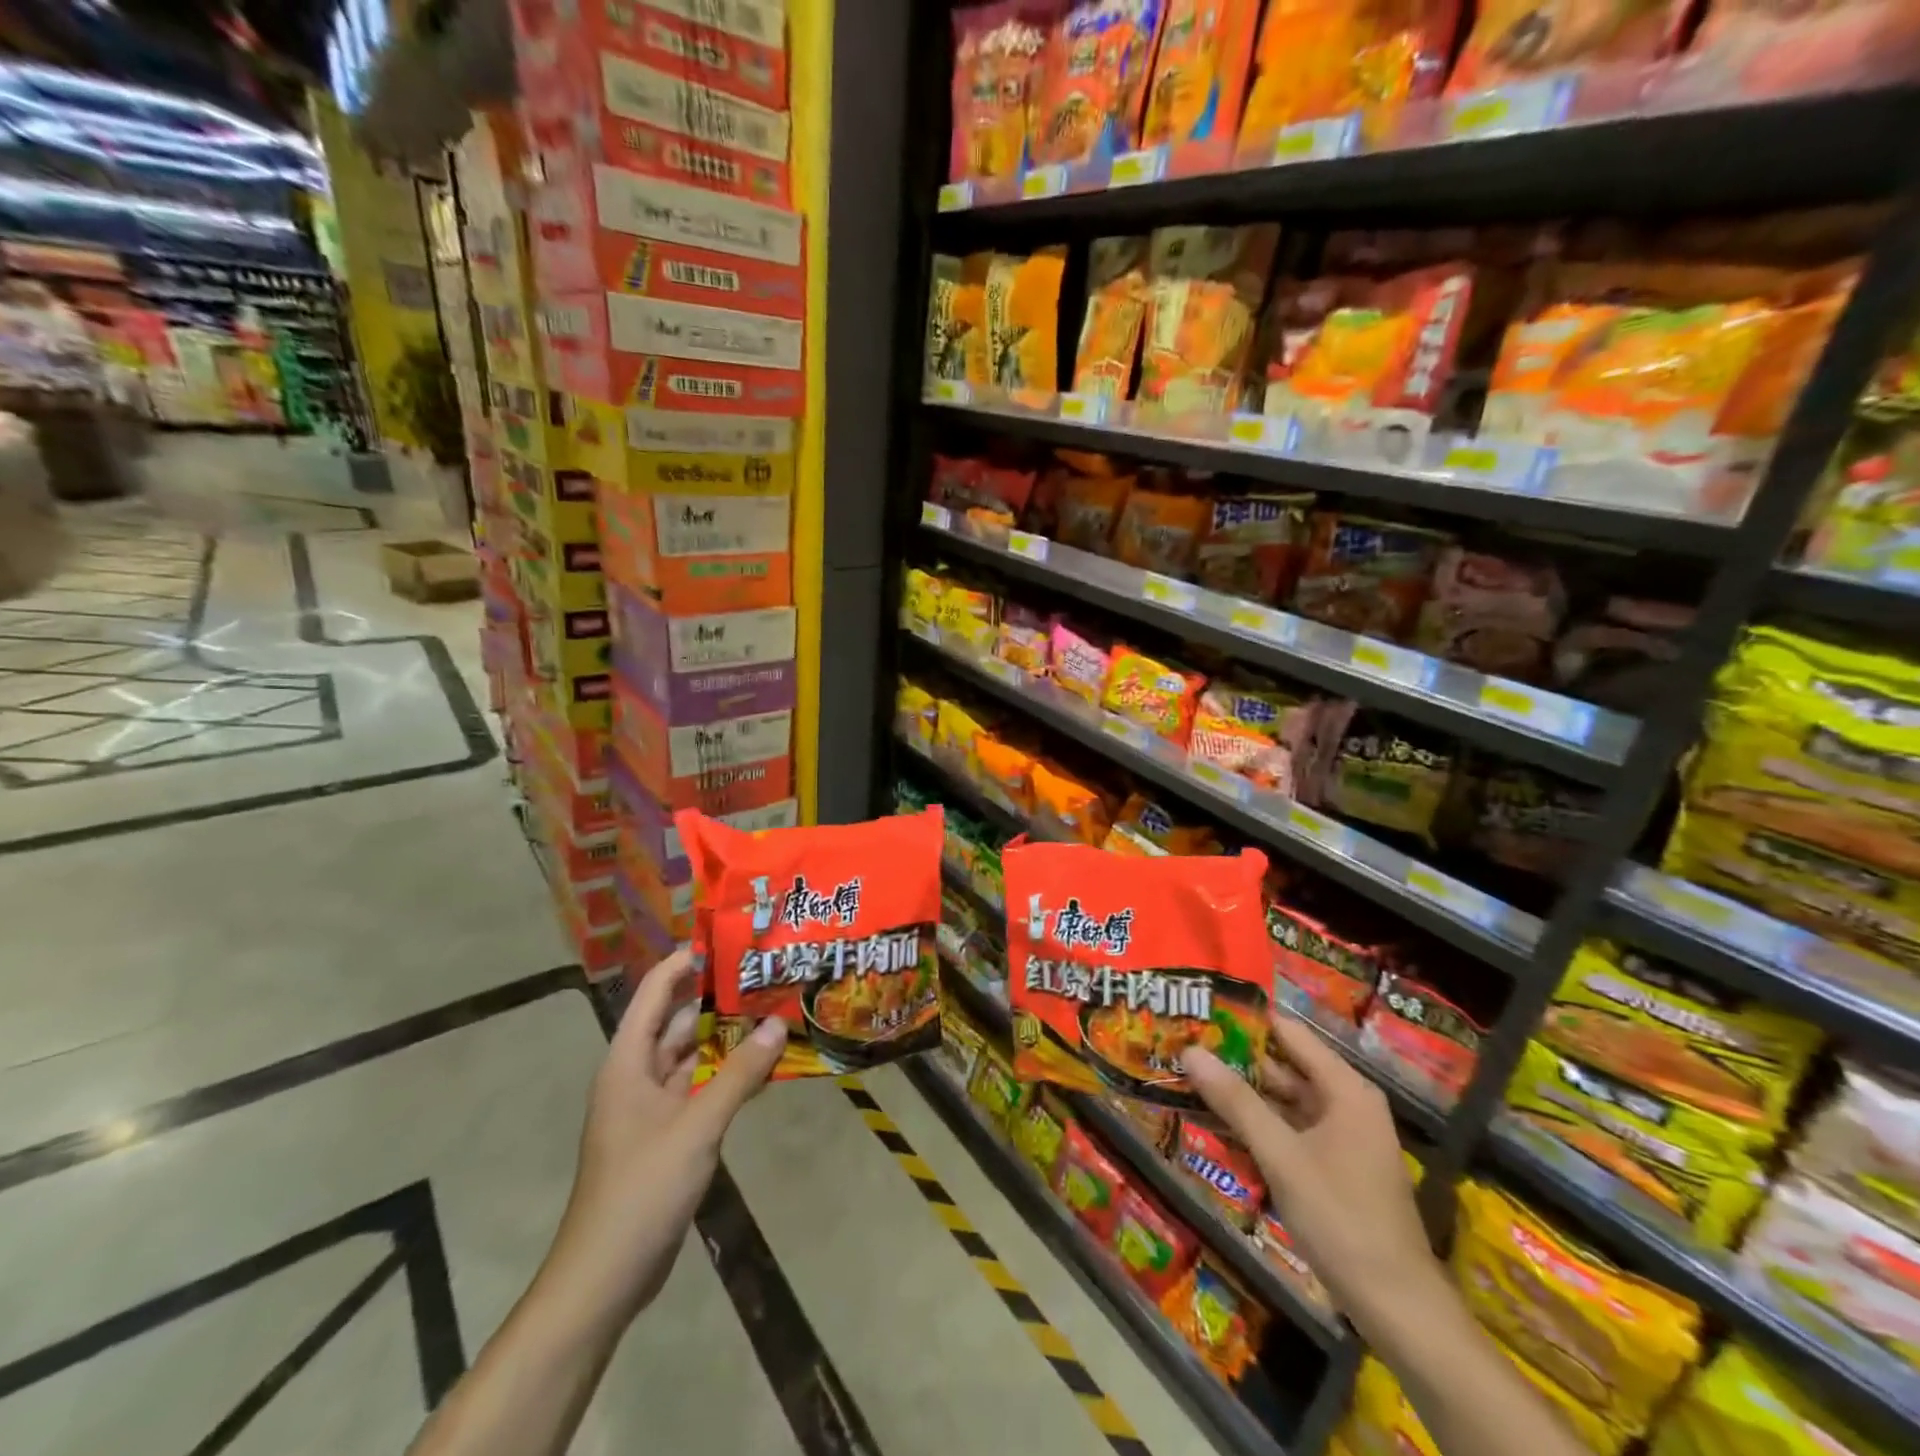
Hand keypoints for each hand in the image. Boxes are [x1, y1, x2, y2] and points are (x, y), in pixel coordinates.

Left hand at [542, 950, 787, 1331]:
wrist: (604, 1279)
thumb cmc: (641, 1190)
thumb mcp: (696, 1127)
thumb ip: (738, 1074)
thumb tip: (777, 1024)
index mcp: (627, 1063)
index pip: (654, 993)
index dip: (684, 963)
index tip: (727, 939)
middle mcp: (636, 1076)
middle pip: (676, 1022)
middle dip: (715, 998)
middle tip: (764, 972)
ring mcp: (651, 1108)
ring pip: (691, 1057)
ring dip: (725, 1037)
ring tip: (772, 1009)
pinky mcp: (666, 1135)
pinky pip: (699, 1088)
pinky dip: (726, 1074)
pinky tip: (762, 1066)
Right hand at [1182, 1013, 1439, 1326]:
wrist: (1398, 1308)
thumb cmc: (1341, 1218)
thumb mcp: (1281, 1155)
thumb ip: (1236, 1101)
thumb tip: (1190, 1050)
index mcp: (1346, 1089)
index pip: (1290, 1033)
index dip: (1247, 1021)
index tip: (1202, 1013)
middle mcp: (1347, 1103)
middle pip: (1287, 1065)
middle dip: (1239, 1058)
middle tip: (1186, 1046)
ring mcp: (1343, 1136)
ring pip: (1286, 1100)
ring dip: (1246, 1093)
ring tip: (1193, 1078)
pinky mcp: (1336, 1166)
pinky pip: (1292, 1129)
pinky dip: (1260, 1123)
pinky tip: (1221, 1123)